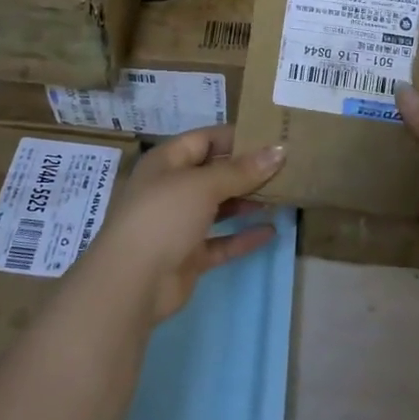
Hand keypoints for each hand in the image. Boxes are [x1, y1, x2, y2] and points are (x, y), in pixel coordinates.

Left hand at [86, 126, 282, 321]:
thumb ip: (242, 170)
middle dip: (247, 170)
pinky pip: (221, 241)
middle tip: (287, 167)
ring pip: (219, 206)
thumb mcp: (203, 185)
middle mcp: (172, 188)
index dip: (237, 137)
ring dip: (248, 201)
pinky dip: (243, 236)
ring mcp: (179, 224)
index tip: (273, 137)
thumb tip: (279, 151)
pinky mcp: (188, 256)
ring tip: (283, 195)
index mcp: (167, 162)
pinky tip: (271, 232)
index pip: (205, 139)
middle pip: (214, 173)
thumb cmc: (164, 216)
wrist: (131, 282)